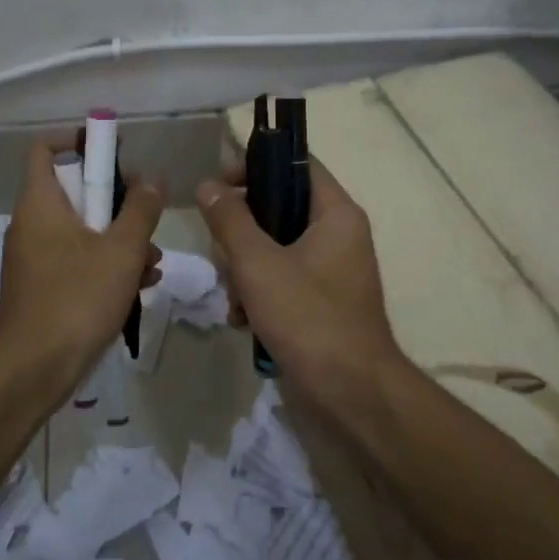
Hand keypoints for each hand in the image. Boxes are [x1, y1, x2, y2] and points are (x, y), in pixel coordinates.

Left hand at [0, 135, 164, 384]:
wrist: (33, 371)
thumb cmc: (77, 299)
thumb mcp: (121, 250)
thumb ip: (141, 210)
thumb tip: (152, 179)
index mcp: (40, 204)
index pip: (44, 150)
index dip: (76, 140)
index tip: (112, 151)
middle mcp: (31, 225)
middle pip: (74, 193)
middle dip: (118, 203)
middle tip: (147, 216)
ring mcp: (34, 259)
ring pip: (82, 232)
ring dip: (120, 241)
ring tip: (153, 262)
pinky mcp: (42, 289)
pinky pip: (77, 262)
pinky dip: (106, 266)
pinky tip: (140, 286)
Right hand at [195, 158, 401, 400]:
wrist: (350, 395)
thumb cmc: (307, 317)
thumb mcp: (258, 263)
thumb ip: (230, 220)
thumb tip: (208, 185)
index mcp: (336, 214)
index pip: (297, 164)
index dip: (257, 166)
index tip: (220, 184)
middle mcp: (339, 236)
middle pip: (280, 208)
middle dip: (243, 232)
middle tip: (220, 249)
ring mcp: (332, 272)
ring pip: (276, 248)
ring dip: (246, 269)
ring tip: (232, 296)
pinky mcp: (321, 304)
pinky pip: (284, 281)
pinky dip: (260, 295)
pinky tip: (241, 319)